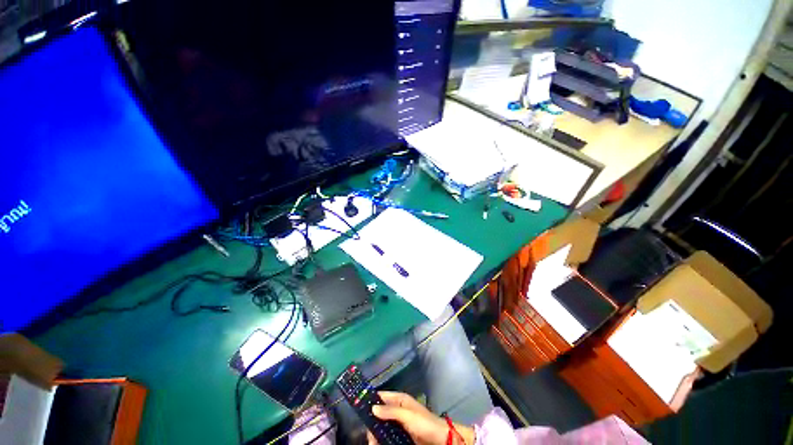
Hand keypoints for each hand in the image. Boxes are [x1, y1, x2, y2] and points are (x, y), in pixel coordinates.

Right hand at [366, 391, 474, 444]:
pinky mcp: (401, 434)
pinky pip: (387, 435)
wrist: (440, 438)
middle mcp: (397, 409)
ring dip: (376, 434)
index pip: (381, 396)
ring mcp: (398, 422)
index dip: (371, 401)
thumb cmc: (424, 423)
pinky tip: (378, 444)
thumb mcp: (407, 415)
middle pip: (379, 413)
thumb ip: (390, 411)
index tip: (360, 409)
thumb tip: (373, 408)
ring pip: (382, 426)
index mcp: (399, 399)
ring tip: (373, 443)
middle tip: (369, 436)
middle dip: (373, 424)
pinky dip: (382, 439)